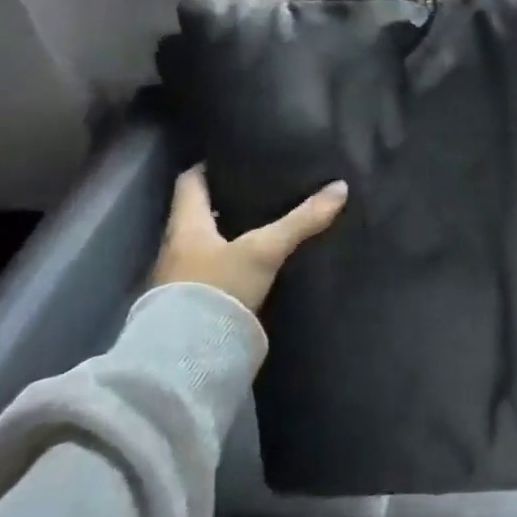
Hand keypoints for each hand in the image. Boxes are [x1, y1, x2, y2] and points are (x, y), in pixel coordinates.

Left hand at [150, 168, 346, 313]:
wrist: (189, 359)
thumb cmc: (218, 288)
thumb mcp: (265, 249)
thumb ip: (301, 220)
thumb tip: (340, 187)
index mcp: (185, 225)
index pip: (188, 182)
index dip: (207, 166)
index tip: (232, 157)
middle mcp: (176, 248)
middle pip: (198, 213)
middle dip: (225, 201)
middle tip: (259, 188)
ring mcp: (180, 279)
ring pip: (206, 244)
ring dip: (228, 234)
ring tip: (264, 222)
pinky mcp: (192, 306)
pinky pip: (212, 271)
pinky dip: (231, 262)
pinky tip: (256, 263)